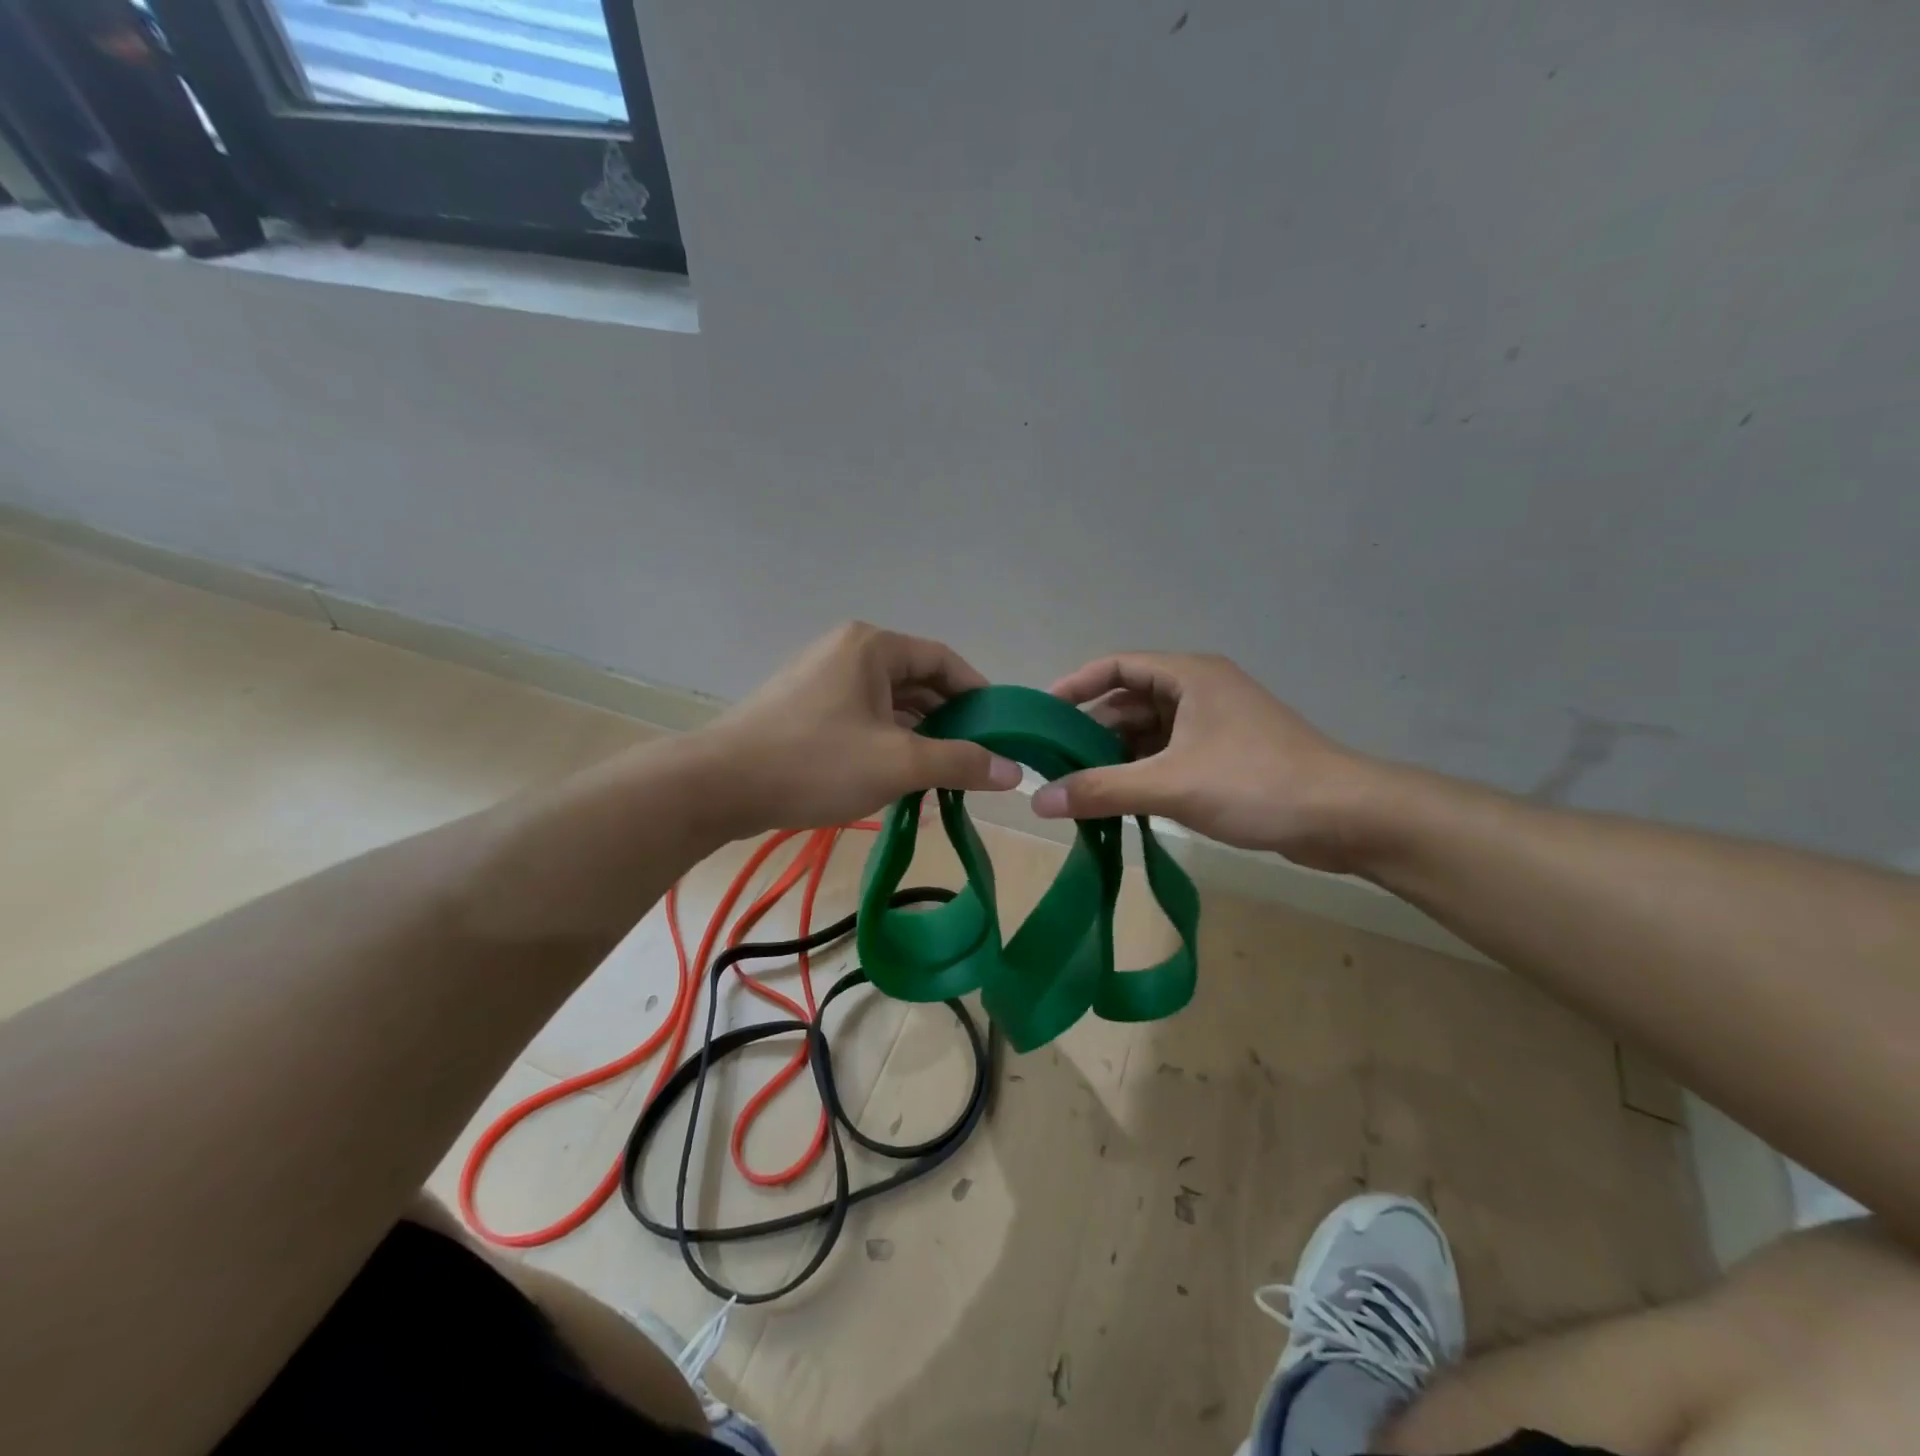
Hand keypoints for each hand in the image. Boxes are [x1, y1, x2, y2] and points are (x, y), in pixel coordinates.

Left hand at [696, 622, 1020, 837]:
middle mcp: (848, 652)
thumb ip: (960, 762)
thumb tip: (1013, 770)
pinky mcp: (805, 708)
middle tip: (975, 760)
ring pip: (889, 704)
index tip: (1000, 731)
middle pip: (917, 682)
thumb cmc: (814, 763)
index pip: (943, 660)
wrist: (718, 786)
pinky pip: (863, 718)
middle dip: (949, 722)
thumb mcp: (898, 763)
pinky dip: (888, 743)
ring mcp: (822, 679)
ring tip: (942, 776)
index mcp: (872, 647)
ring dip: (919, 737)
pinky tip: (900, 777)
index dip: (978, 694)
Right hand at [1031, 652, 1384, 869]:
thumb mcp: (1170, 785)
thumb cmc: (1256, 783)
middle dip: (1091, 731)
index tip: (1041, 715)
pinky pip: (1169, 756)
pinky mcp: (1226, 756)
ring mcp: (1215, 724)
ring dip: (1116, 757)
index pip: (1116, 666)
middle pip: (1129, 701)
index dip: (1075, 686)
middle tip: (1054, 763)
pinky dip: (1142, 773)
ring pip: (1149, 733)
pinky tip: (1120, 802)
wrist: (1346, 818)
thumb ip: (1101, 790)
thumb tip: (1037, 801)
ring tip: (1079, 788)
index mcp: (1188, 676)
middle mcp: (1200, 691)